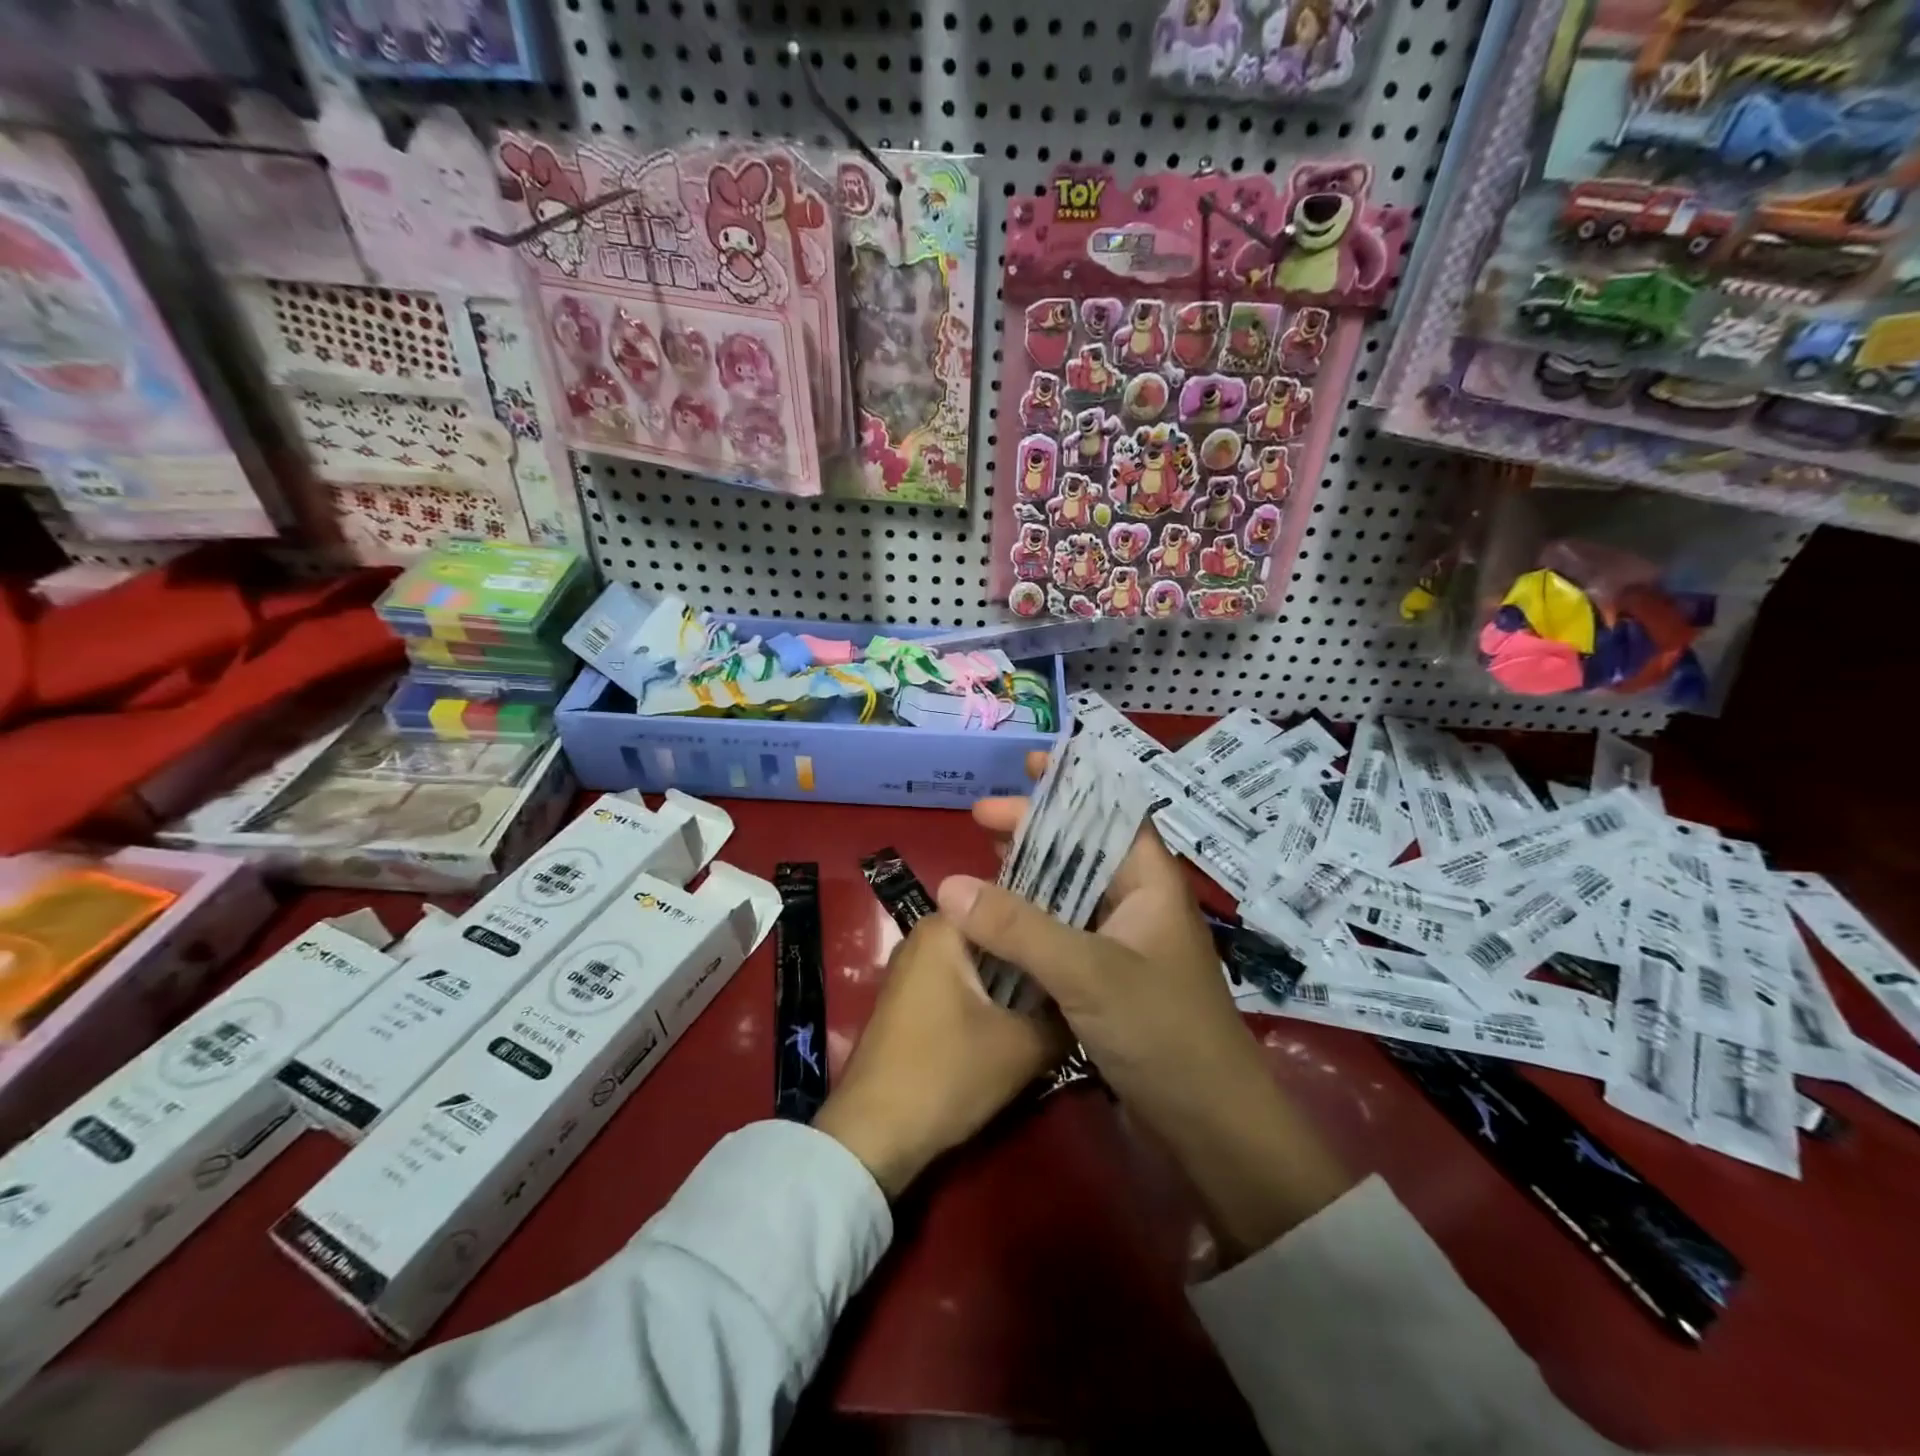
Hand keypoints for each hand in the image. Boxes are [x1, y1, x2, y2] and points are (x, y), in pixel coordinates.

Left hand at [814, 914, 1067, 1199]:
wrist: (873, 1136)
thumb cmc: (946, 1075)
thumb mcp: (1022, 1048)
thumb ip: (1062, 1017)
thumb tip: (1089, 1003)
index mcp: (943, 928)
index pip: (1011, 905)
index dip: (1052, 923)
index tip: (1085, 943)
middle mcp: (923, 937)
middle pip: (995, 934)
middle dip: (1034, 956)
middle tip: (1080, 975)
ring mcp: (913, 969)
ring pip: (981, 962)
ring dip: (1015, 981)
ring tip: (1061, 996)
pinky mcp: (911, 1001)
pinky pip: (963, 983)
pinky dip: (991, 997)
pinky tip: (1022, 1019)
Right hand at [935, 811, 1252, 1137]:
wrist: (1210, 1128)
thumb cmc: (1162, 1032)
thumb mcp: (1087, 971)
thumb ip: (1018, 927)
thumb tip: (949, 885)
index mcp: (1150, 883)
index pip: (1111, 812)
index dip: (1072, 784)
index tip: (1025, 767)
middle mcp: (1139, 904)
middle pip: (1083, 848)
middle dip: (1036, 828)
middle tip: (980, 818)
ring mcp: (1124, 944)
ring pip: (1070, 892)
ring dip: (1030, 873)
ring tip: (983, 855)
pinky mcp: (1109, 980)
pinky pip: (1064, 933)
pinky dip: (1031, 919)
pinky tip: (998, 920)